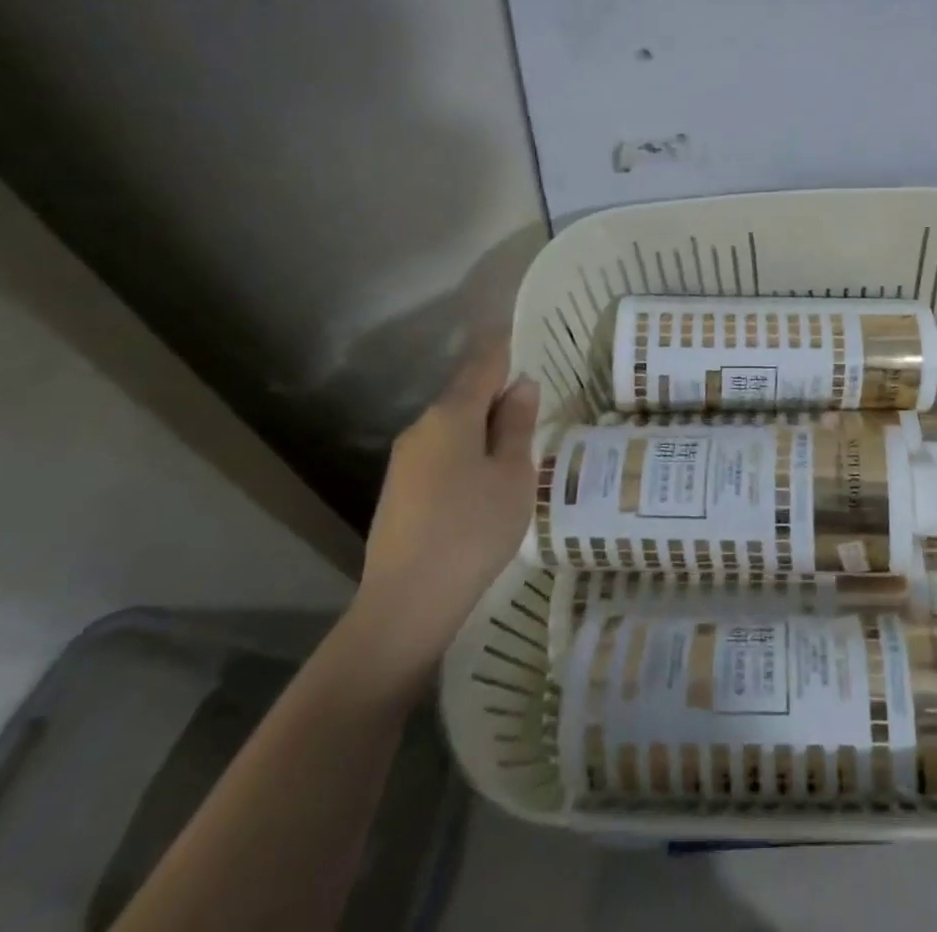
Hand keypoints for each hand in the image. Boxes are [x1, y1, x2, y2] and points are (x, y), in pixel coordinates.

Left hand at [341, 337, 538, 692]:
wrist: (407, 603)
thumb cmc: (473, 529)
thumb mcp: (512, 475)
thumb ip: (516, 425)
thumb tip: (521, 385)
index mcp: (451, 415)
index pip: (483, 363)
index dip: (505, 346)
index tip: (525, 333)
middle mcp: (421, 428)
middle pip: (465, 395)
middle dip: (498, 392)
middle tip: (536, 400)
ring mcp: (405, 460)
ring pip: (453, 426)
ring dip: (483, 426)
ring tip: (517, 443)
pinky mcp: (399, 490)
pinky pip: (441, 453)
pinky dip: (467, 451)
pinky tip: (485, 479)